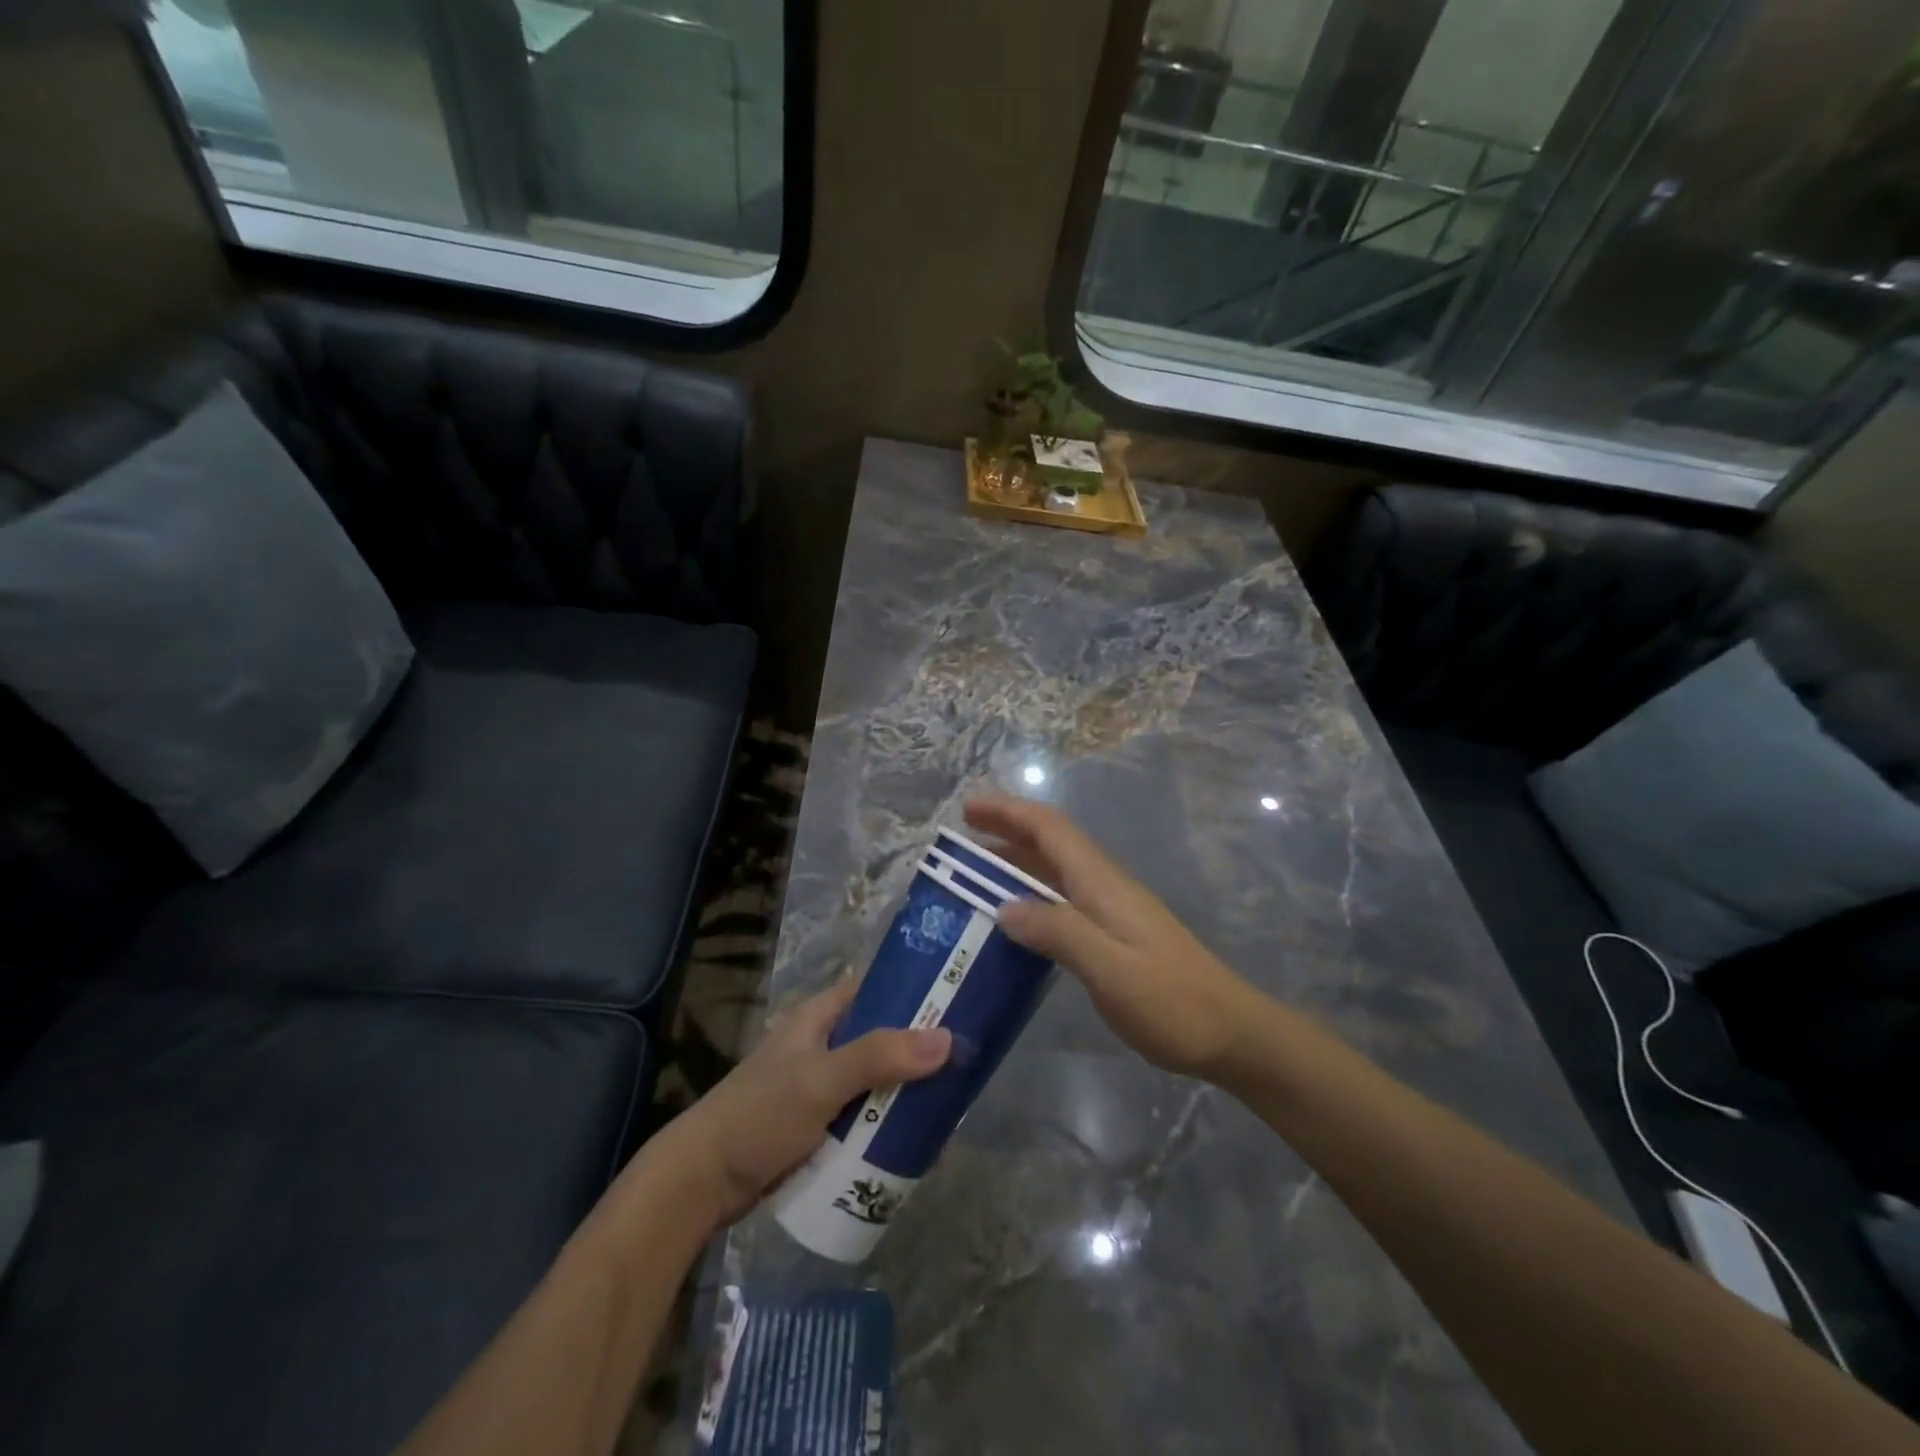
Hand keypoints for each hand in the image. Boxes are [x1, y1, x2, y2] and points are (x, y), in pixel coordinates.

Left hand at [651, 979, 950, 1226]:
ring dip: (907, 1093)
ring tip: (952, 1106)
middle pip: (883, 1038)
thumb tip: (947, 1038)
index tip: (959, 999)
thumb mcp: (821, 1080)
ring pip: (878, 1081)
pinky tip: (919, 1141)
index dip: (914, 990)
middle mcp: (824, 1045)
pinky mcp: (821, 1126)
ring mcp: (822, 1088)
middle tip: (967, 1063)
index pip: (875, 989)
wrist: (702, 1183)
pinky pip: (866, 1118)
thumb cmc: (759, 1115)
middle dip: (920, 1051)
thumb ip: (880, 1057)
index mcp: (820, 1018)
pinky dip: (889, 1125)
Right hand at [966, 794, 1261, 1080]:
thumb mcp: (1111, 971)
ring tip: (972, 877)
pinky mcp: (1114, 933)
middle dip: (1006, 830)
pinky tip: (1014, 922)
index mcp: (1101, 883)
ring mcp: (1111, 908)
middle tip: (959, 840)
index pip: (1050, 829)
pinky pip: (1062, 900)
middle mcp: (1104, 885)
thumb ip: (1059, 933)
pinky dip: (1031, 897)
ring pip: (1055, 871)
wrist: (1231, 1032)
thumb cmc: (1172, 1002)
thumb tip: (1004, 907)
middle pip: (1050, 842)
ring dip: (1015, 863)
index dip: (1008, 811)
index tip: (968, 808)